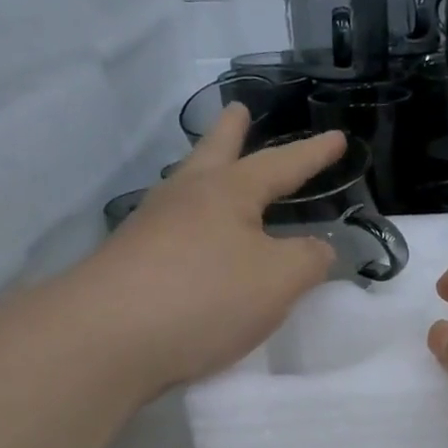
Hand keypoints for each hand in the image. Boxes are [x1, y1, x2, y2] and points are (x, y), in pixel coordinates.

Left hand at [83, 105, 343, 393]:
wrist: (108, 338)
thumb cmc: (206, 295)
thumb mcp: (279, 279)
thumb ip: (309, 260)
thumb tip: (319, 248)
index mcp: (227, 192)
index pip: (281, 165)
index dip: (313, 154)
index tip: (339, 138)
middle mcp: (186, 199)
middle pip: (214, 153)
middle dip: (232, 132)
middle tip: (239, 110)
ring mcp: (152, 229)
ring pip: (186, 188)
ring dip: (204, 172)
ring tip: (215, 171)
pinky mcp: (132, 263)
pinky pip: (173, 229)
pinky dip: (192, 222)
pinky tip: (195, 240)